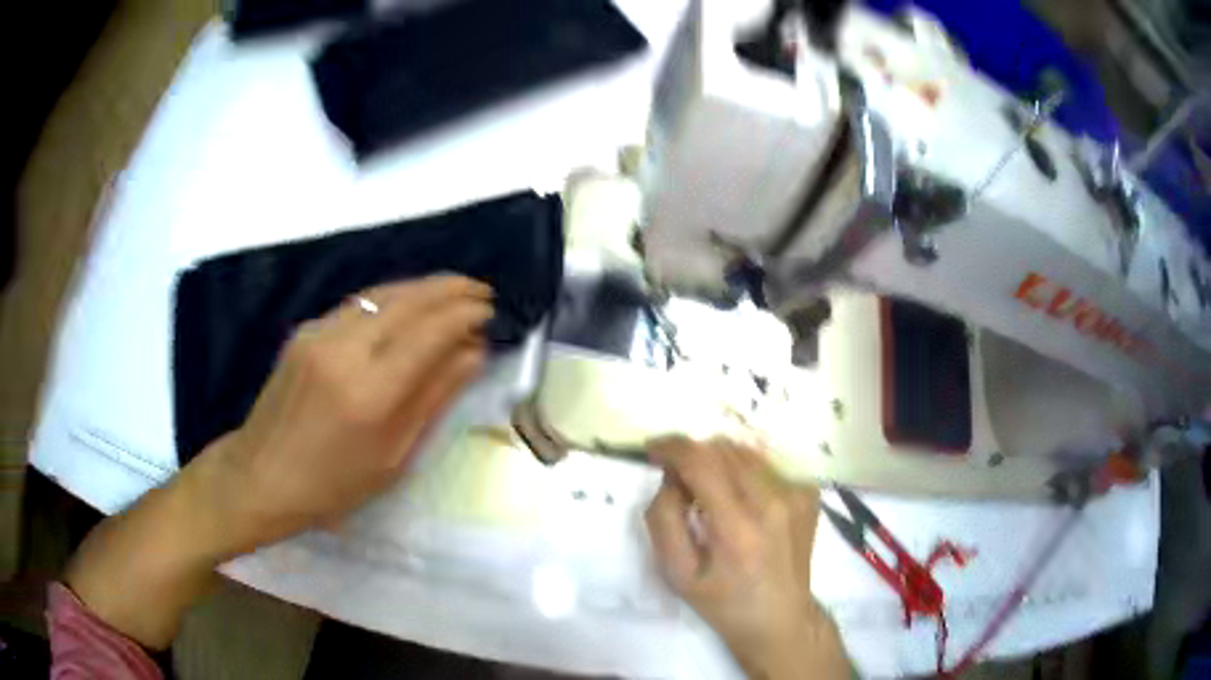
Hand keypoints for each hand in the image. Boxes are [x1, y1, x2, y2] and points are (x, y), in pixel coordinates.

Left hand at [65, 275, 491, 648]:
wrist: (260, 475)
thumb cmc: (332, 485)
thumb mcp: (393, 458)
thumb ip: (433, 397)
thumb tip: (473, 352)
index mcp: (370, 393)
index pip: (429, 333)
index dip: (463, 316)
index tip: (490, 312)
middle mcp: (344, 349)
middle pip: (407, 300)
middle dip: (449, 289)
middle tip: (481, 290)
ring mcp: (319, 333)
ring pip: (382, 293)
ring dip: (421, 287)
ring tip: (453, 291)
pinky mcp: (305, 330)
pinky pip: (359, 305)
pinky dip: (391, 299)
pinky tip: (406, 307)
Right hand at [645, 437, 848, 679]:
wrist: (781, 618)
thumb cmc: (723, 601)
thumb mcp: (677, 573)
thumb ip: (664, 520)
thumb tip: (669, 478)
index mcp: (738, 529)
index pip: (702, 463)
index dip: (672, 448)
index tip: (653, 449)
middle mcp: (773, 503)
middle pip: (724, 450)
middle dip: (694, 454)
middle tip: (678, 479)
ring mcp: (796, 496)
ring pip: (747, 453)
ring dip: (719, 461)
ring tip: (709, 491)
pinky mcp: (809, 495)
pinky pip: (767, 466)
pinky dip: (745, 473)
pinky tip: (740, 501)